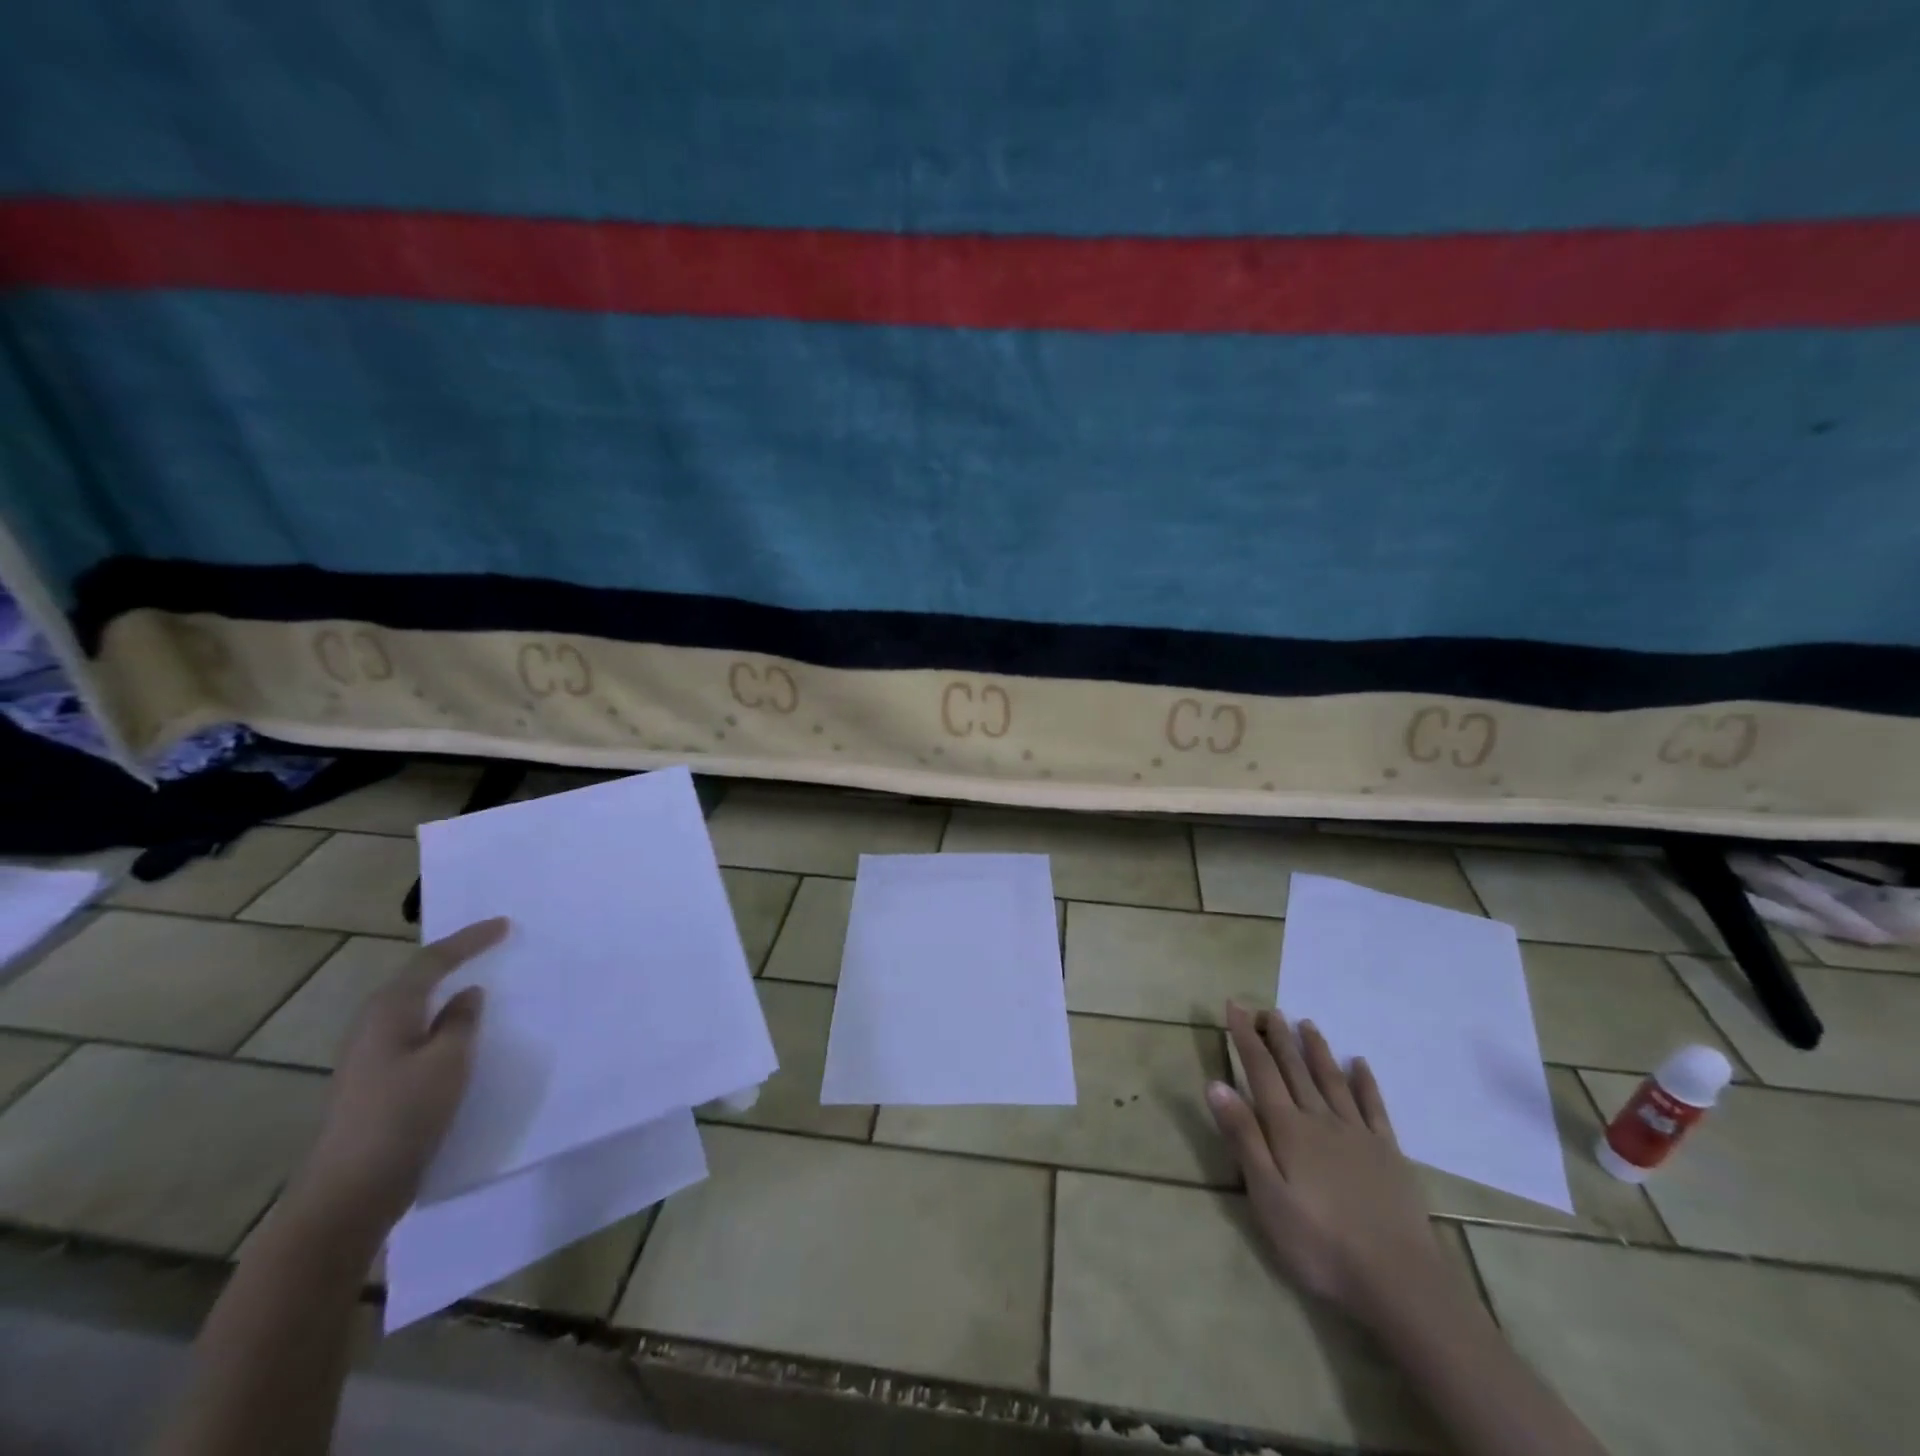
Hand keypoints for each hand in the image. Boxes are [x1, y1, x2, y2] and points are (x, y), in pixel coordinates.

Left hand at [290, 918, 507, 1232]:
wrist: (349, 1191)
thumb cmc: (402, 1116)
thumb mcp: (447, 1062)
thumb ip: (462, 1021)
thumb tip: (467, 994)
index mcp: (389, 1011)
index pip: (432, 961)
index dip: (469, 939)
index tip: (505, 925)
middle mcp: (374, 1025)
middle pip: (418, 978)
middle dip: (455, 958)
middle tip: (494, 945)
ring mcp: (371, 1056)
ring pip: (417, 1007)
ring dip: (448, 990)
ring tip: (484, 981)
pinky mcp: (378, 1081)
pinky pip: (418, 1032)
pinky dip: (443, 1020)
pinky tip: (464, 1032)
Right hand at [1207, 1002, 1449, 1322]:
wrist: (1399, 1282)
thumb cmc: (1319, 1243)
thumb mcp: (1266, 1196)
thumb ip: (1243, 1137)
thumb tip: (1215, 1083)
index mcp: (1288, 1129)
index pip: (1260, 1071)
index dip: (1245, 1037)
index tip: (1234, 1005)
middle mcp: (1320, 1120)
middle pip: (1295, 1069)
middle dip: (1278, 1036)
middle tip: (1267, 1008)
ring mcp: (1358, 1135)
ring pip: (1331, 1080)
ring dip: (1316, 1050)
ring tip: (1306, 1023)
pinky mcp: (1388, 1154)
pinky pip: (1374, 1107)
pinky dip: (1365, 1082)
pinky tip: (1361, 1064)